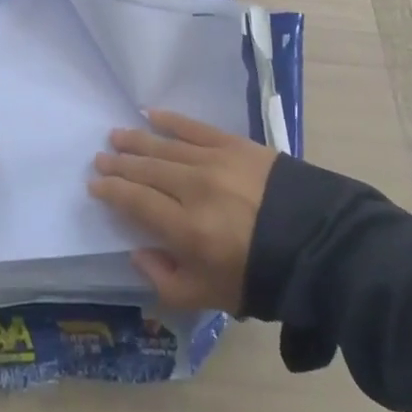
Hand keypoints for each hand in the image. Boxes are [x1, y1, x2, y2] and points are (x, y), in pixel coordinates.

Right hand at [89, 110, 277, 313]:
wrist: (317, 244)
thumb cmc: (260, 276)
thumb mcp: (210, 296)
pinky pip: (194, 127)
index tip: (94, 185)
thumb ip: (166, 280)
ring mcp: (213, 161)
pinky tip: (152, 114)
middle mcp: (194, 188)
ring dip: (137, 140)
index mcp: (187, 229)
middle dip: (119, 164)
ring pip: (164, 146)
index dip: (111, 192)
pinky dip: (171, 120)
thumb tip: (138, 252)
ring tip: (116, 135)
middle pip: (146, 170)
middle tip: (100, 158)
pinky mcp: (233, 144)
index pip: (136, 202)